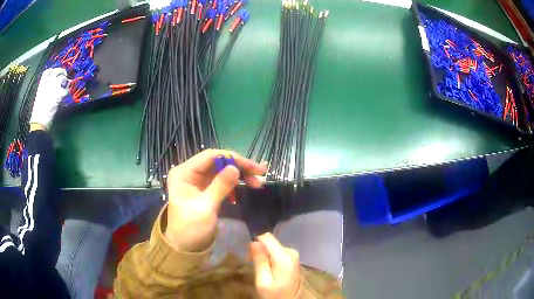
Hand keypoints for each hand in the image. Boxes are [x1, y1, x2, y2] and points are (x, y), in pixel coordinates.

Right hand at [30, 68, 68, 127]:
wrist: (39, 119)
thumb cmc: (38, 110)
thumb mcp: (40, 95)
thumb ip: (45, 87)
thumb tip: (52, 86)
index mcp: (42, 82)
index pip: (48, 71)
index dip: (52, 71)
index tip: (54, 73)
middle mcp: (49, 80)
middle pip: (57, 70)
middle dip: (61, 72)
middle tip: (64, 76)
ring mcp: (55, 85)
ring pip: (63, 78)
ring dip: (65, 81)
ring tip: (65, 86)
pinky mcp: (59, 93)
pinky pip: (66, 90)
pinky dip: (66, 92)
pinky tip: (64, 96)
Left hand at [164, 149, 266, 251]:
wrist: (186, 248)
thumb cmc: (191, 228)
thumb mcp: (205, 208)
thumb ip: (220, 186)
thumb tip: (235, 168)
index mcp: (183, 173)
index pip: (210, 156)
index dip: (232, 158)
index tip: (252, 167)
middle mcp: (190, 172)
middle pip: (218, 162)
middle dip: (239, 166)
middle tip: (260, 173)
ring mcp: (198, 181)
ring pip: (222, 170)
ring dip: (240, 174)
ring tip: (257, 182)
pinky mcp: (206, 190)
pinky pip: (223, 181)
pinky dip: (235, 183)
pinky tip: (246, 188)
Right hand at [251, 233, 300, 298]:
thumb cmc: (275, 294)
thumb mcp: (263, 281)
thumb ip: (260, 261)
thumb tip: (254, 241)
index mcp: (285, 256)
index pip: (267, 237)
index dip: (255, 244)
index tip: (249, 257)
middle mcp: (291, 252)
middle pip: (270, 242)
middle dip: (260, 251)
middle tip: (254, 266)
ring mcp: (293, 255)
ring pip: (273, 247)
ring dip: (265, 256)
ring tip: (261, 270)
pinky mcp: (292, 259)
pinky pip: (277, 252)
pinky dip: (271, 259)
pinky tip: (269, 270)